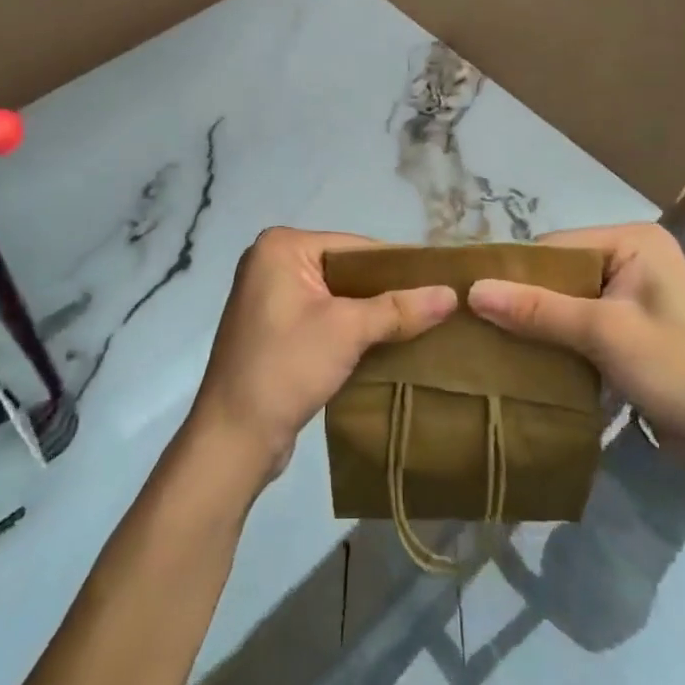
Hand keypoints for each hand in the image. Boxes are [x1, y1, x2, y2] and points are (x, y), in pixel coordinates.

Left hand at [188, 228, 457, 482]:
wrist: (233, 438)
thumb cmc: (285, 367)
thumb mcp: (347, 331)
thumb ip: (399, 308)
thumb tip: (452, 294)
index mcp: (281, 247)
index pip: (355, 246)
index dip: (399, 265)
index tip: (439, 283)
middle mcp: (271, 262)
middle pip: (346, 269)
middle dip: (386, 291)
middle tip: (435, 307)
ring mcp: (270, 297)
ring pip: (337, 296)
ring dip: (371, 313)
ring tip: (420, 326)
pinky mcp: (274, 329)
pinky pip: (323, 317)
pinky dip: (352, 329)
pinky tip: (386, 345)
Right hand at [468, 222, 684, 461]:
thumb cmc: (677, 371)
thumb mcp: (603, 334)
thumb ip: (538, 309)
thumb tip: (472, 292)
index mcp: (635, 240)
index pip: (557, 246)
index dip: (516, 271)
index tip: (472, 297)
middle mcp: (634, 256)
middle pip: (561, 271)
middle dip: (526, 298)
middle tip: (478, 321)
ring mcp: (634, 292)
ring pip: (568, 298)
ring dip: (539, 320)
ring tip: (493, 338)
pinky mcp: (632, 326)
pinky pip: (581, 319)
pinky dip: (558, 336)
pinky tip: (528, 354)